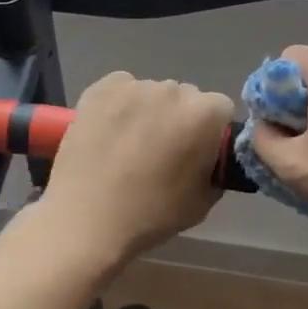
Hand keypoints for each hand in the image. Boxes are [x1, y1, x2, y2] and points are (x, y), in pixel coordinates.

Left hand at [40, 72, 236, 265]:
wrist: (86, 221)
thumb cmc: (151, 214)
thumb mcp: (203, 201)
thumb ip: (215, 168)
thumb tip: (209, 157)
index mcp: (204, 115)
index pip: (221, 109)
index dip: (211, 132)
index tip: (197, 153)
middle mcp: (173, 90)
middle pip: (186, 97)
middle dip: (180, 118)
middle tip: (163, 151)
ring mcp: (135, 87)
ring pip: (153, 93)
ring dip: (150, 111)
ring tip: (130, 145)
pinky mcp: (101, 88)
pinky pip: (122, 88)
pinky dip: (121, 104)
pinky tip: (110, 131)